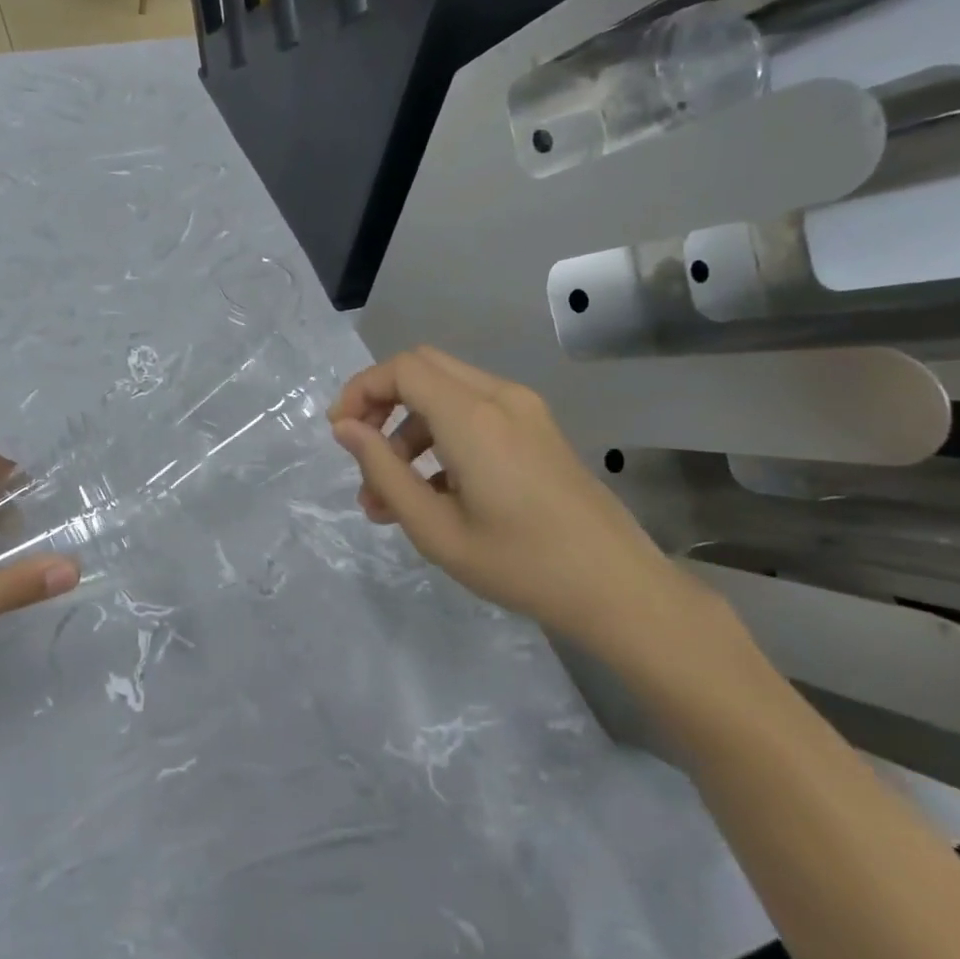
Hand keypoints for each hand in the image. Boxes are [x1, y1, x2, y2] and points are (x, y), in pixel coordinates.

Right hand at [329, 347, 707, 655]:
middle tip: (362, 451)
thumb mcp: (435, 529)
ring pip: (446, 391)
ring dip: (408, 428)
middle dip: (381, 402)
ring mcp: (524, 411)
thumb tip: (345, 429)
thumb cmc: (521, 564)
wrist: (620, 590)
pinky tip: (432, 493)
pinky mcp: (537, 429)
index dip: (360, 391)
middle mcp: (500, 398)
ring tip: (387, 495)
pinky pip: (474, 412)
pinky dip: (440, 436)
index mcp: (473, 417)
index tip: (340, 433)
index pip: (401, 370)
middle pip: (422, 368)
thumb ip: (383, 471)